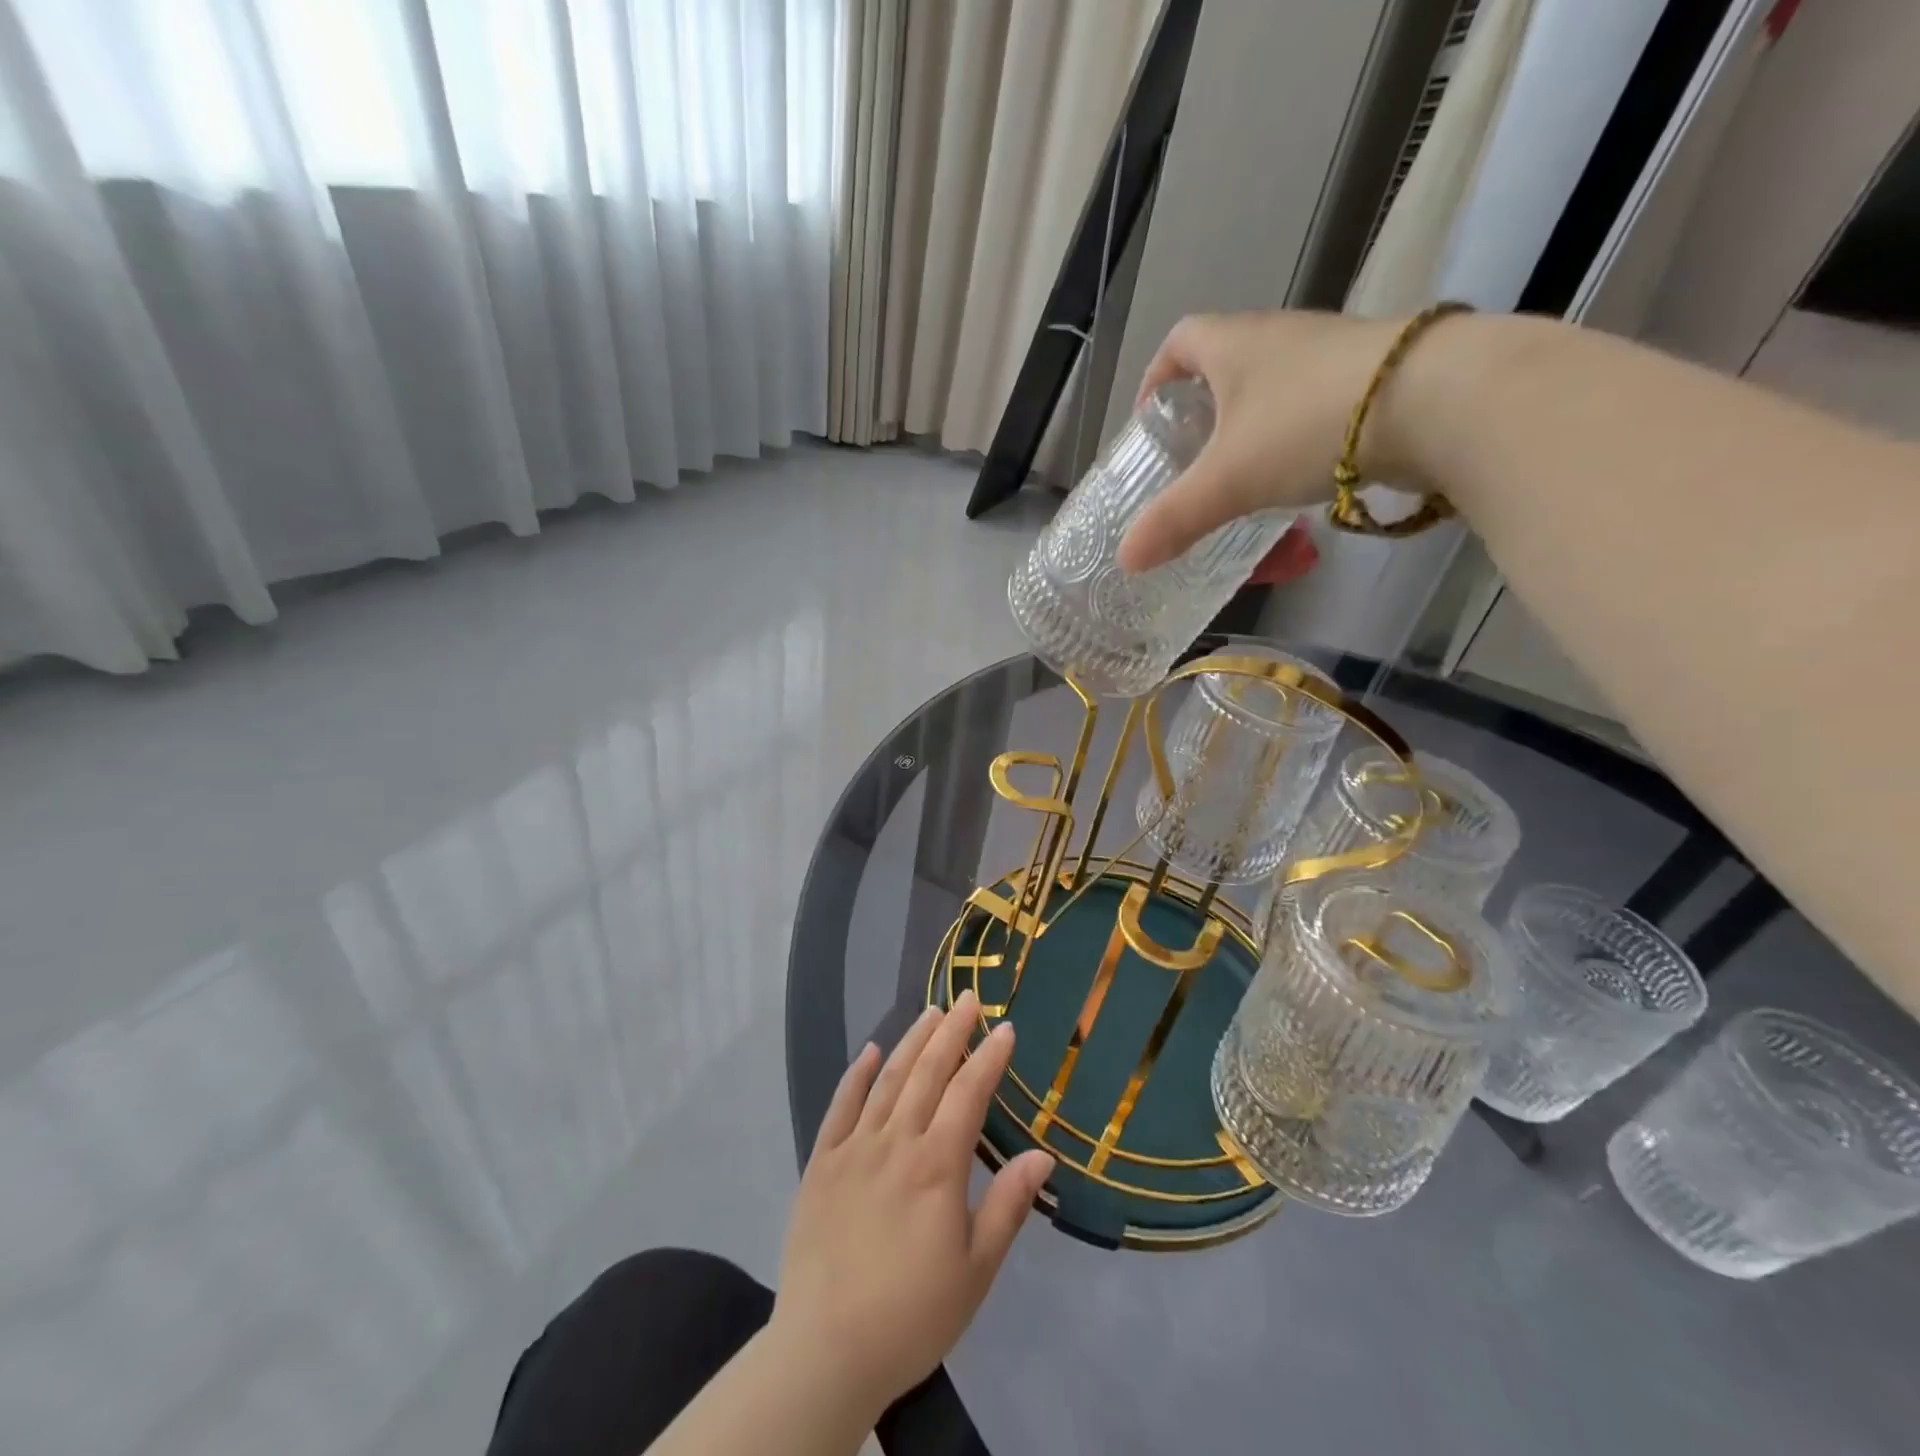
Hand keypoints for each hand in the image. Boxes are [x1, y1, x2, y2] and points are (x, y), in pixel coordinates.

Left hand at [771, 991, 1053, 1418]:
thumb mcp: (976, 1270)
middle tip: (967, 997)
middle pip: (928, 1073)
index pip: (968, 1094)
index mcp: (937, 1166)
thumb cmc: (912, 1314)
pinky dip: (855, 1074)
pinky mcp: (821, 1163)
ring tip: (930, 1012)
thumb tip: (1043, 1154)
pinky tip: (868, 1050)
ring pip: (887, 1079)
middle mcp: (896, 1142)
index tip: (1006, 1028)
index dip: (989, 1058)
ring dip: (911, 1041)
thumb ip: (1008, 1206)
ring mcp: (854, 1148)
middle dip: (951, 1031)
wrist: (826, 1350)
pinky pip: (840, 1106)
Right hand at [1117, 310, 1403, 572]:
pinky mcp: (1372, 378)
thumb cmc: (1307, 427)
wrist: (1437, 401)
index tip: (1150, 421)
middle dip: (1202, 410)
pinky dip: (1296, 435)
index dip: (1156, 378)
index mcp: (1235, 344)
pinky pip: (1315, 403)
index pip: (1180, 341)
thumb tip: (1126, 560)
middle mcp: (1281, 337)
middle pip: (1226, 363)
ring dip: (1252, 425)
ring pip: (1274, 386)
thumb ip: (1175, 520)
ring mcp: (1331, 353)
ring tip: (1242, 475)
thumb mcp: (1227, 481)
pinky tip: (1299, 474)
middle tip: (1191, 460)